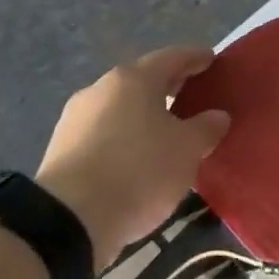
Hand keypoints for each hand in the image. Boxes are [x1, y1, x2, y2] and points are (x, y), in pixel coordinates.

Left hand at [36, 47, 230, 270]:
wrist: (67, 221)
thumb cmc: (138, 171)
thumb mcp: (187, 150)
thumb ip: (206, 128)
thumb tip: (217, 116)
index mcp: (134, 79)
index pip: (172, 57)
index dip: (195, 58)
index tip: (211, 60)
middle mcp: (101, 89)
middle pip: (143, 80)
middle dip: (169, 86)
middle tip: (193, 96)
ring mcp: (75, 119)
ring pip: (120, 108)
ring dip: (144, 115)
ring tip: (167, 132)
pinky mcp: (61, 150)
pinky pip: (103, 133)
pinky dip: (124, 137)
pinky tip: (137, 157)